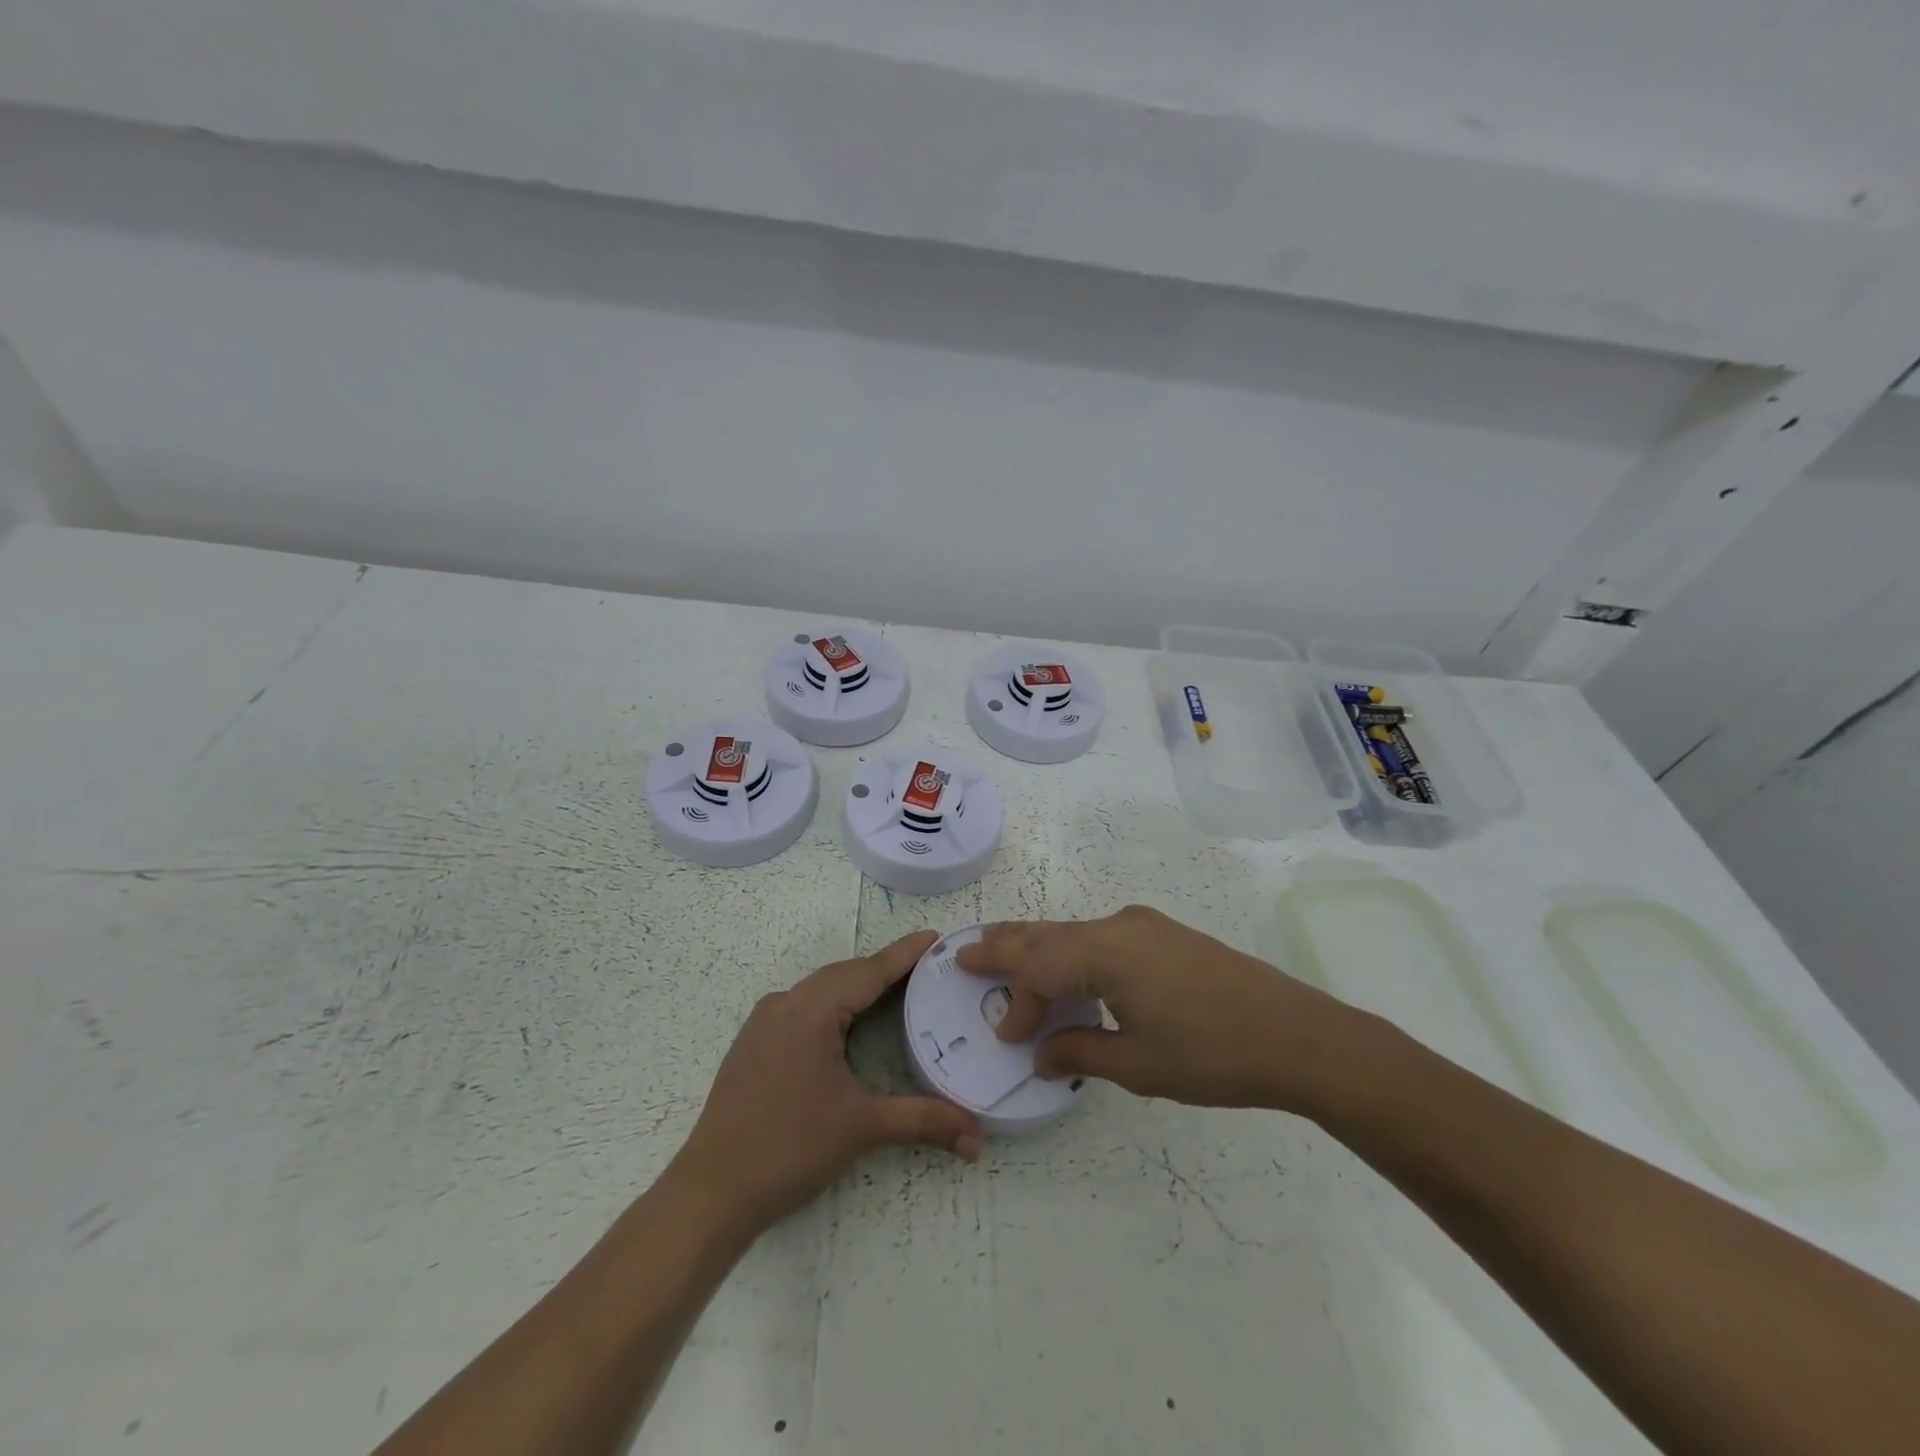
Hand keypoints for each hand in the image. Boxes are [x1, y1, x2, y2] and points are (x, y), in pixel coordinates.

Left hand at [670, 931, 983, 1234]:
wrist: (711, 1192)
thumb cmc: (788, 1148)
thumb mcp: (861, 1128)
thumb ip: (922, 1122)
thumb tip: (978, 1138)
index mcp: (811, 1011)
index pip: (868, 972)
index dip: (904, 954)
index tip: (934, 936)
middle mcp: (785, 1004)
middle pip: (843, 974)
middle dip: (883, 968)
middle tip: (924, 967)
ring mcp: (763, 1023)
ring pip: (820, 989)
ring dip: (856, 985)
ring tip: (893, 989)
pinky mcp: (752, 1044)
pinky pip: (801, 1006)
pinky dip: (832, 1003)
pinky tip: (845, 1022)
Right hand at [955, 905, 1377, 1115]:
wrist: (1297, 1035)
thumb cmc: (1213, 1055)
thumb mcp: (1139, 1064)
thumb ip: (1080, 1053)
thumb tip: (1041, 1053)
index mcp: (1106, 953)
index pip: (1038, 970)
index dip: (1015, 1001)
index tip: (1007, 1036)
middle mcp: (1118, 927)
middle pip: (1047, 933)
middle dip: (1005, 945)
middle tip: (965, 951)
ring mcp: (1144, 926)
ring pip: (1073, 931)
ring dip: (1037, 944)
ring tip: (1003, 948)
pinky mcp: (1165, 934)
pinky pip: (1100, 936)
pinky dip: (1070, 949)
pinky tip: (1067, 966)